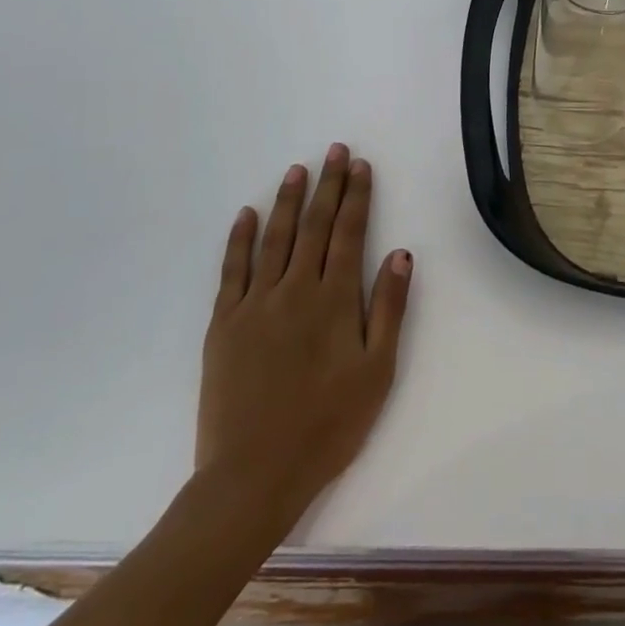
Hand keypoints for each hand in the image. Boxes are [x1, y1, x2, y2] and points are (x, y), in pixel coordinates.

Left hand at [194, 144, 411, 545]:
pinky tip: (246, 215)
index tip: (360, 166)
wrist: (253, 474)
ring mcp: (255, 304)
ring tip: (297, 170)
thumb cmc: (327, 426)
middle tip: (334, 151)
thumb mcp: (376, 372)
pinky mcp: (224, 323)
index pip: (348, 233)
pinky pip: (232, 270)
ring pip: (274, 238)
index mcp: (334, 300)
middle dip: (327, 185)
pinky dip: (239, 239)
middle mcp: (295, 290)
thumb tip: (400, 254)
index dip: (356, 197)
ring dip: (287, 201)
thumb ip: (388, 309)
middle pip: (313, 226)